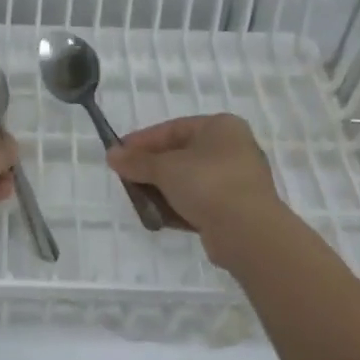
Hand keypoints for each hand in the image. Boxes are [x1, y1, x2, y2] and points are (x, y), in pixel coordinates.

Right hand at [106, 114, 284, 250]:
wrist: (248, 232)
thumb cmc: (207, 184)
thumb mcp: (165, 168)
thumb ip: (137, 161)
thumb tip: (111, 155)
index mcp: (221, 127)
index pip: (173, 128)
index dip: (142, 141)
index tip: (118, 154)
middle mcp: (232, 148)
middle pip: (180, 154)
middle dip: (151, 168)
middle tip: (126, 178)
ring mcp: (236, 180)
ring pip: (189, 180)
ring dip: (162, 190)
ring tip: (138, 200)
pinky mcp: (235, 208)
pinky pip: (199, 201)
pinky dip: (178, 206)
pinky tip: (158, 217)